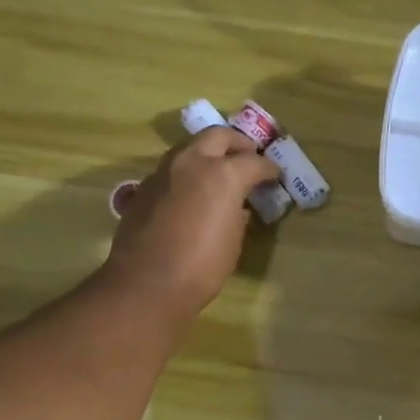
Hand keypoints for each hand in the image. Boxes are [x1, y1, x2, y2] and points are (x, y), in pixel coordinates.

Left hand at [103, 126, 279, 316]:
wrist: (147, 284)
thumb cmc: (202, 267)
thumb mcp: (234, 240)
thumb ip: (238, 213)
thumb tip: (235, 206)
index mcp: (223, 173)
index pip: (255, 161)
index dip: (269, 169)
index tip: (275, 176)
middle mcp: (192, 162)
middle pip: (219, 136)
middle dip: (237, 144)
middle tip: (248, 157)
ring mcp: (164, 171)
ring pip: (190, 147)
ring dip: (208, 153)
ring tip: (220, 171)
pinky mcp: (144, 187)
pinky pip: (172, 169)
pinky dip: (187, 173)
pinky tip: (192, 193)